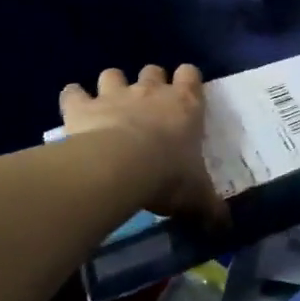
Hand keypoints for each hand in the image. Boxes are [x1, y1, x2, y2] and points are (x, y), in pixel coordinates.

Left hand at [57, 64, 223, 221]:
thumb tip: (226, 229)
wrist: (121, 167)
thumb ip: (211, 209)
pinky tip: (73, 110)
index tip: (185, 94)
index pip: (191, 74)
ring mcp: (115, 95)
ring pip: (112, 74)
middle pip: (152, 71)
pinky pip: (73, 93)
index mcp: (186, 105)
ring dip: (111, 86)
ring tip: (109, 107)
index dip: (188, 81)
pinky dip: (72, 98)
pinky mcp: (83, 107)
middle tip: (147, 107)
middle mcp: (151, 92)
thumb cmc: (169, 175)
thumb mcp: (197, 196)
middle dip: (150, 82)